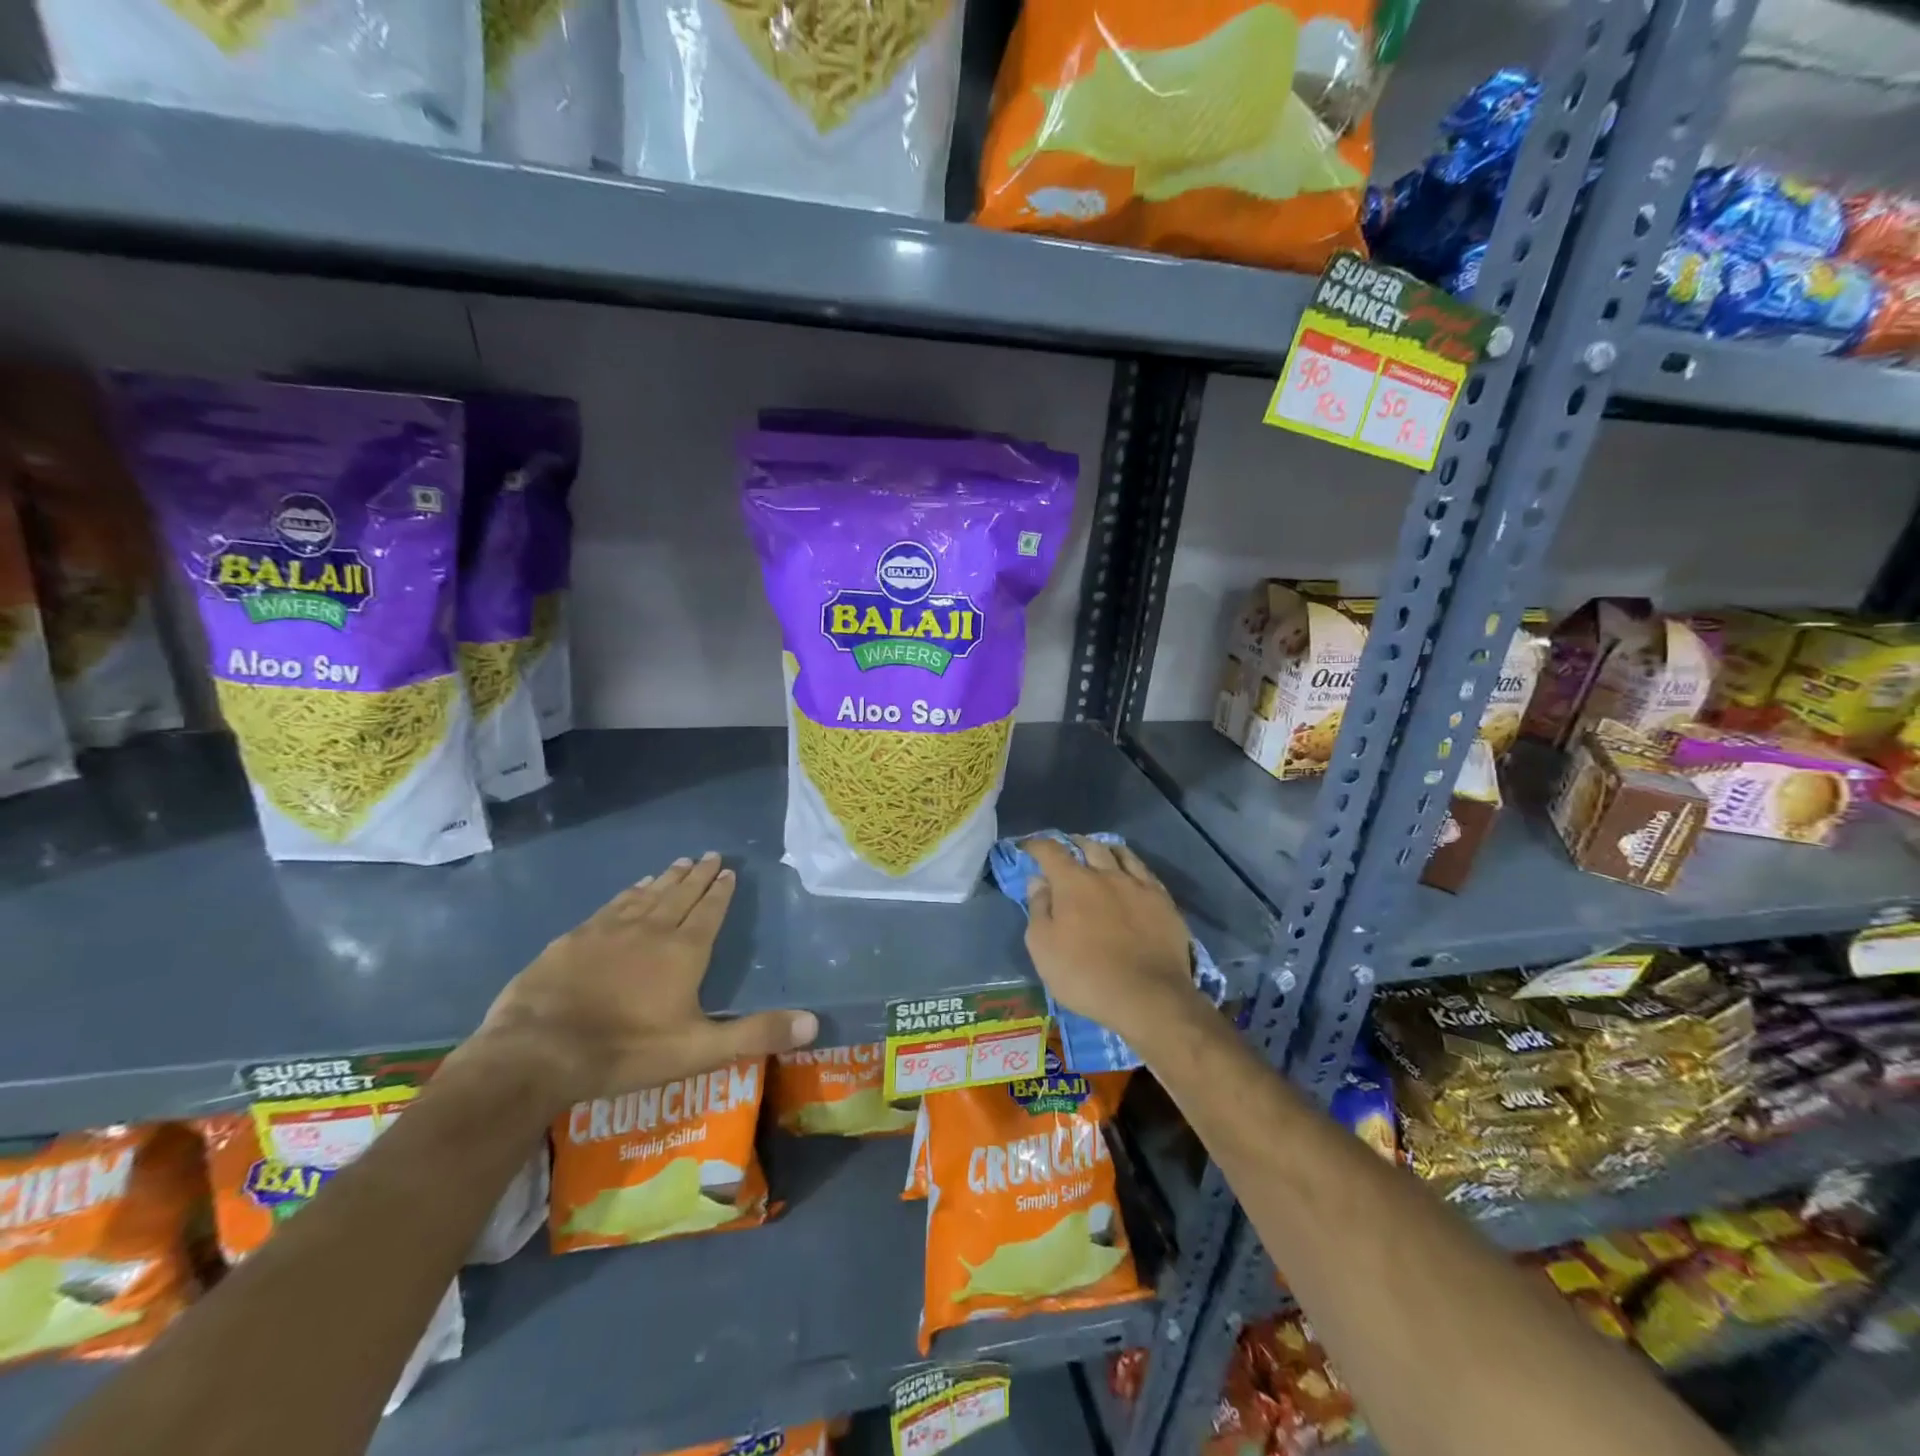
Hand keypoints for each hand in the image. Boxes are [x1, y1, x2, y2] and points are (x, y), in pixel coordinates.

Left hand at [464, 853, 817, 1110]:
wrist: (538, 1051)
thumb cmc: (626, 1051)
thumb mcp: (699, 1050)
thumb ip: (756, 1034)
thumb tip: (814, 1021)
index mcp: (684, 952)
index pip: (709, 911)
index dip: (720, 891)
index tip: (728, 870)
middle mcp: (651, 930)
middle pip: (680, 895)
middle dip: (698, 875)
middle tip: (709, 854)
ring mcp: (609, 931)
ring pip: (646, 895)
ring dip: (666, 879)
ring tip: (678, 862)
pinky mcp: (574, 939)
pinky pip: (611, 906)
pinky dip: (628, 893)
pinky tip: (632, 888)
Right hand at [1023, 836, 1206, 1052]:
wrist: (1148, 997)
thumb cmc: (1085, 975)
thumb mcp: (1043, 947)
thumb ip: (1038, 909)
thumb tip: (1038, 881)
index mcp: (1074, 883)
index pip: (1050, 851)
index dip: (1036, 845)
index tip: (1028, 847)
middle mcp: (1107, 874)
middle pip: (1089, 846)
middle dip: (1074, 843)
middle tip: (1067, 848)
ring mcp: (1139, 886)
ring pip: (1121, 853)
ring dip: (1104, 849)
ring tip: (1099, 852)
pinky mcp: (1164, 902)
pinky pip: (1146, 872)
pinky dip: (1132, 866)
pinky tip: (1131, 874)